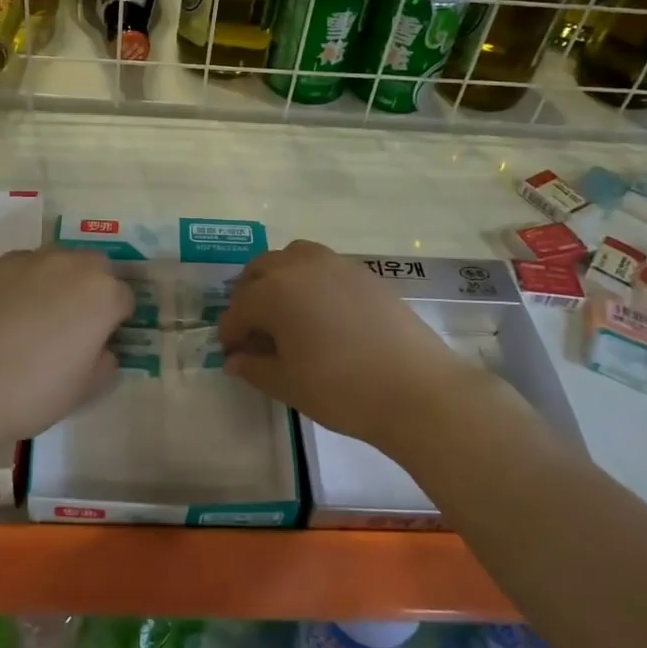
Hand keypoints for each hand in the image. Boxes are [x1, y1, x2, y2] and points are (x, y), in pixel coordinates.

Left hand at [0, 248, 131, 453]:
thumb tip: (101, 349)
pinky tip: (5, 316)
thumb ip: (105, 362)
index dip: (117, 321)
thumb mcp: (86, 389)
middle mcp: (70, 264)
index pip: (125, 298)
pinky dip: (21, 285)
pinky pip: (19, 270)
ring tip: (37, 317)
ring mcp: (28, 260)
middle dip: (92, 290)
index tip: (103, 342)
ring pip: (56, 262)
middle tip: (75, 325)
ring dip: (57, 281)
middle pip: (95, 268)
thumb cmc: (33, 391)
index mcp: (103, 293)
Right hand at [219, 241, 492, 454]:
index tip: (232, 353)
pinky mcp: (364, 273)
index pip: (239, 308)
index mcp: (274, 292)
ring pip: (293, 257)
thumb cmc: (341, 390)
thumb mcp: (288, 384)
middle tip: (253, 329)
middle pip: (261, 269)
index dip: (230, 332)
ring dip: (279, 278)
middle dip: (249, 296)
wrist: (416, 389)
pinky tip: (321, 313)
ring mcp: (336, 265)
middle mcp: (300, 267)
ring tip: (285, 312)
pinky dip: (310, 280)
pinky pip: (324, 265)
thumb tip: (234, 359)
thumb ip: (255, 367)